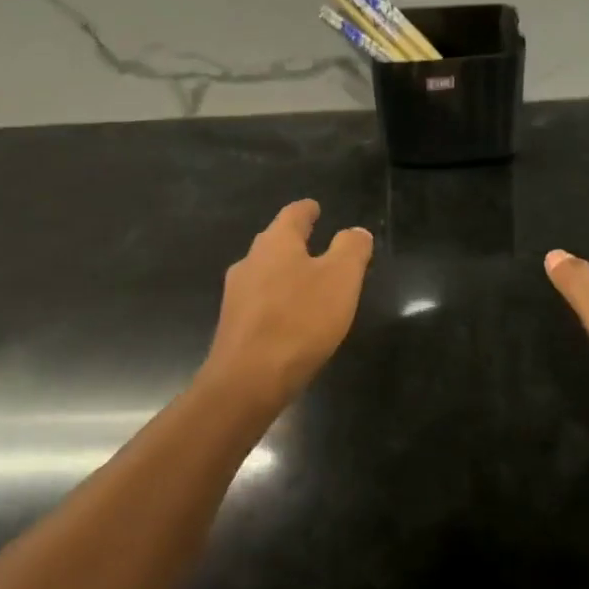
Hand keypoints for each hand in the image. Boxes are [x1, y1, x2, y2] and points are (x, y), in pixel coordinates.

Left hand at [201, 200, 373, 408]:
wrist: (247, 381)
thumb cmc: (299, 320)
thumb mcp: (341, 279)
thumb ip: (351, 249)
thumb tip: (356, 232)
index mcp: (276, 243)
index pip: (293, 214)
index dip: (307, 210)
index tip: (315, 207)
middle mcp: (250, 260)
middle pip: (274, 241)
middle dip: (294, 240)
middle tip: (315, 241)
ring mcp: (236, 294)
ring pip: (264, 271)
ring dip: (284, 271)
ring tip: (306, 280)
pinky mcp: (233, 325)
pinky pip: (259, 301)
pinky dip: (276, 299)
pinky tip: (288, 315)